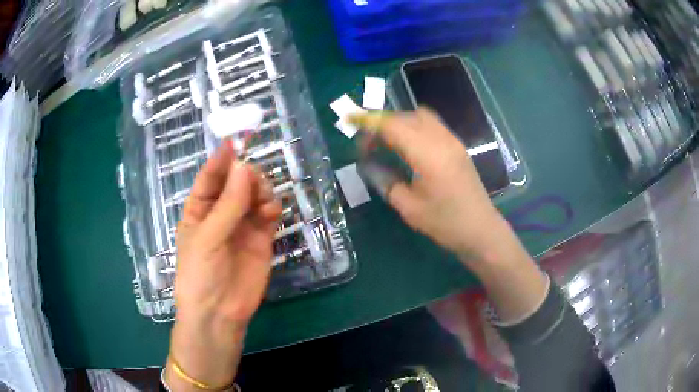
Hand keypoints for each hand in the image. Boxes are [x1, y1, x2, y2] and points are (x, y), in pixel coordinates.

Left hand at [165, 142, 281, 389]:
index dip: (221, 159)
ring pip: (255, 194)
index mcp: (199, 209)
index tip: (235, 142)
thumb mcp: (208, 237)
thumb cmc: (200, 273)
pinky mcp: (261, 238)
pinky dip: (272, 206)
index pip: (210, 177)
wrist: (219, 313)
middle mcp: (221, 212)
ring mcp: (242, 225)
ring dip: (261, 189)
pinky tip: (271, 210)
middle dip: (246, 175)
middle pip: (236, 182)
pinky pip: (269, 212)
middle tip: (253, 179)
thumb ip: (229, 204)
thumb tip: (247, 168)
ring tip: (263, 199)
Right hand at [351, 108, 547, 322]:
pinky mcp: (457, 146)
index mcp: (427, 154)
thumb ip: (386, 181)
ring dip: (399, 123)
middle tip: (369, 144)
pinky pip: (432, 124)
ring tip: (387, 143)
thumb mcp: (409, 208)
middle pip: (405, 116)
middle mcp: (441, 139)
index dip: (369, 124)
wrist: (480, 230)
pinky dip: (414, 127)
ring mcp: (452, 140)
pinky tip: (408, 146)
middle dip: (382, 123)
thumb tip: (369, 165)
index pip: (392, 125)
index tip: (353, 134)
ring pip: (420, 116)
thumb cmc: (445, 223)